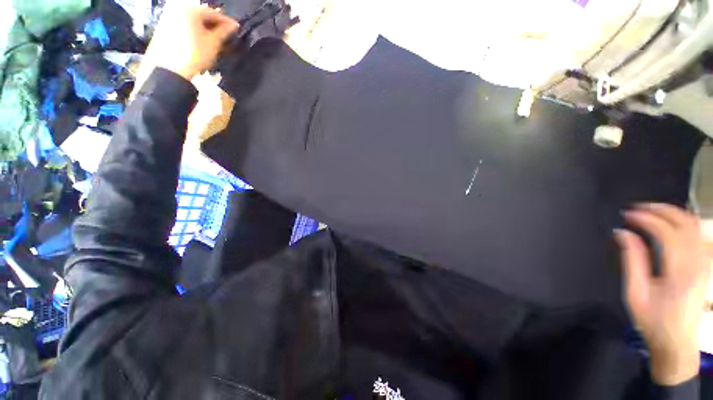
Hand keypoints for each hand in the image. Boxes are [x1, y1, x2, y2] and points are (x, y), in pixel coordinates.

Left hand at [147, 1, 238, 80]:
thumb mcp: (213, 43)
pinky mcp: (164, 27)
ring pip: (192, 19)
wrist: (171, 70)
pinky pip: (183, 24)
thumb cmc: (195, 54)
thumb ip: (224, 32)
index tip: (236, 28)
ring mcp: (168, 17)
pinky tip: (201, 38)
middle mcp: (177, 8)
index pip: (213, 13)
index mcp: (190, 9)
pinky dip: (194, 29)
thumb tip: (234, 26)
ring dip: (204, 27)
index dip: (226, 22)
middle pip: (201, 14)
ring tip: (214, 37)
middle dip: (214, 24)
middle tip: (226, 33)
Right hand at [615, 204, 709, 385]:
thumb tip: (623, 233)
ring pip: (696, 226)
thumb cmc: (653, 321)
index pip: (667, 233)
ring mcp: (705, 264)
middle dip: (661, 210)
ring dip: (674, 214)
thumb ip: (633, 260)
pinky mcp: (705, 266)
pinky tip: (671, 224)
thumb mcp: (636, 294)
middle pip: (686, 224)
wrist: (677, 344)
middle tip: (639, 208)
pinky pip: (699, 235)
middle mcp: (697, 263)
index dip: (646, 218)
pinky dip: (684, 223)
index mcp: (680, 272)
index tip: (627, 215)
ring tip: (652, 211)